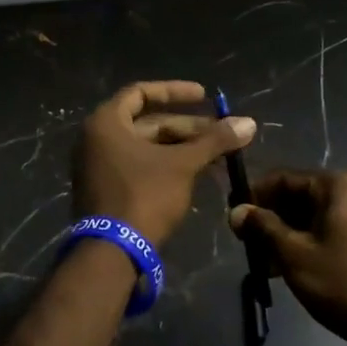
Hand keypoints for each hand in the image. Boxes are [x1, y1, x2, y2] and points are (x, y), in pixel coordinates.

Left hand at [73, 81, 255, 249]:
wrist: (112, 253)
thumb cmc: (144, 196)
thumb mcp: (183, 165)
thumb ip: (214, 141)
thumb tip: (249, 123)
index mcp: (106, 123)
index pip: (141, 92)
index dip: (174, 91)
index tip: (204, 96)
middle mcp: (97, 139)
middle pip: (149, 123)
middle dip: (188, 128)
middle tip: (222, 135)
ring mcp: (99, 167)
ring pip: (147, 148)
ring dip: (182, 149)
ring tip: (217, 156)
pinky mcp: (107, 191)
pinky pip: (140, 167)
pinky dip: (167, 166)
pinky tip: (198, 174)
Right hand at [230, 170, 346, 345]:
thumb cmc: (344, 283)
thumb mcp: (294, 255)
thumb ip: (263, 228)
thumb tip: (236, 211)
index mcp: (338, 186)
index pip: (284, 179)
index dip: (254, 195)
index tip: (233, 217)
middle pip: (299, 198)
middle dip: (270, 219)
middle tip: (246, 244)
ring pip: (312, 219)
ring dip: (285, 236)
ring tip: (263, 263)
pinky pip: (329, 234)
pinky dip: (306, 246)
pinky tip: (287, 271)